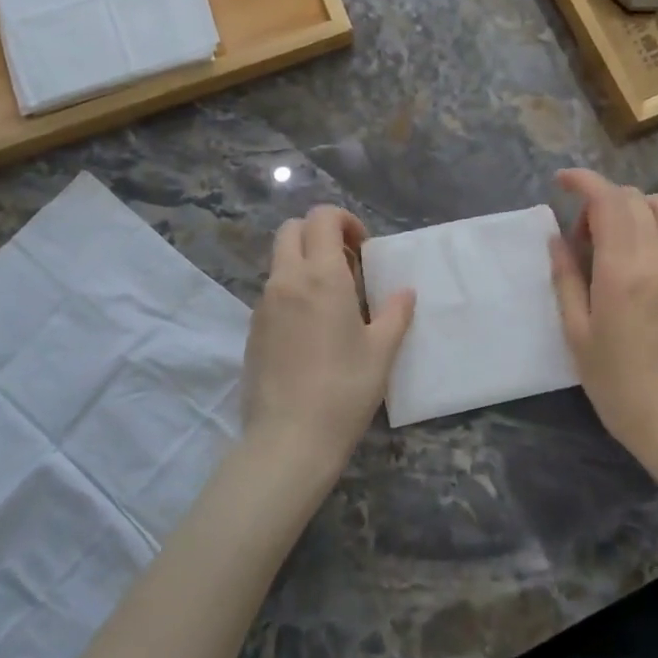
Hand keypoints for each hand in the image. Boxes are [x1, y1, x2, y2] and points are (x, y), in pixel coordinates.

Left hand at [241, 205, 415, 476]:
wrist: (289, 439)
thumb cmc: (344, 390)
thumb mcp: (381, 351)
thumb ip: (395, 313)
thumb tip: (405, 292)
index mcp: (321, 276)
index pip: (322, 218)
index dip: (344, 221)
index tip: (362, 248)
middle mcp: (287, 280)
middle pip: (292, 229)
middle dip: (319, 233)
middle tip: (347, 264)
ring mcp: (264, 304)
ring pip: (280, 260)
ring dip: (305, 262)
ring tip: (333, 300)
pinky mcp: (252, 329)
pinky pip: (273, 291)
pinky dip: (292, 289)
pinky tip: (312, 328)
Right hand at [549, 168, 657, 466]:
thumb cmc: (616, 380)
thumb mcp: (576, 331)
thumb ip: (565, 276)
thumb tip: (557, 238)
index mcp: (623, 269)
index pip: (607, 199)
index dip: (583, 181)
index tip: (562, 182)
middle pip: (634, 197)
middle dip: (602, 201)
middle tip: (582, 236)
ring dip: (634, 209)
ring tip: (615, 240)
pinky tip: (643, 257)